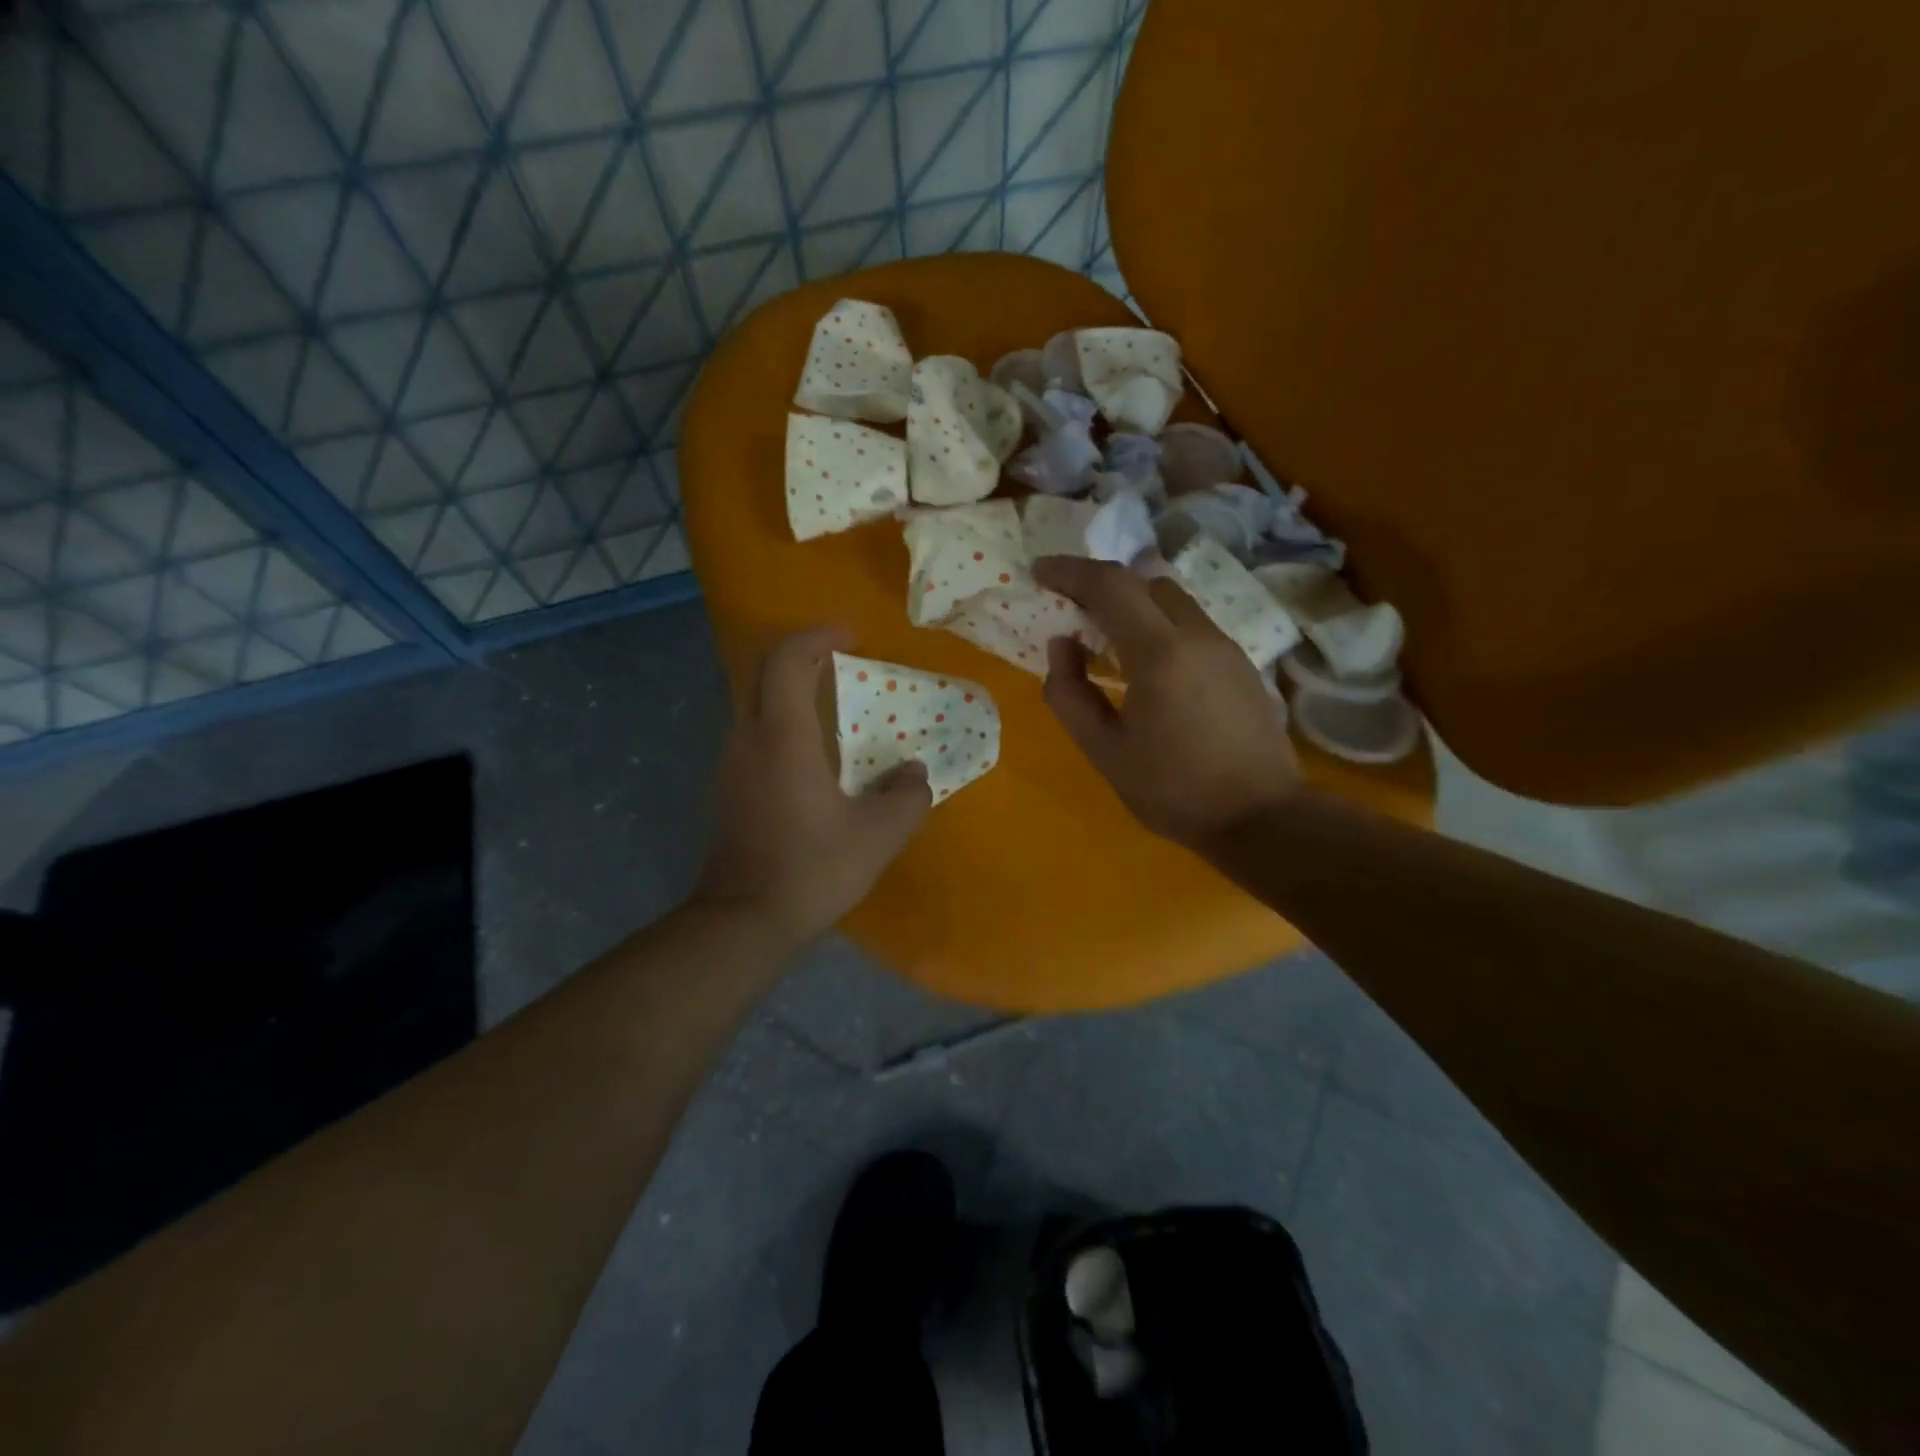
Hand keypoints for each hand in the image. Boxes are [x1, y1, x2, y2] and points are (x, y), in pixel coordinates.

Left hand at [695, 627, 931, 946]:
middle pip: (763, 674)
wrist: (744, 922)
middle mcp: (747, 740)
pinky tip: (812, 760)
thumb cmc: (812, 868)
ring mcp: (729, 766)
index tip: (850, 637)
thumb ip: (907, 796)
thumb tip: (914, 773)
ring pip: (755, 706)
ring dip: (790, 694)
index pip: (787, 659)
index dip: (817, 636)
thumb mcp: (879, 834)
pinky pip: (753, 738)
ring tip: (833, 710)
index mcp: (782, 737)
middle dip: (802, 657)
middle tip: (841, 663)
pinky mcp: (726, 792)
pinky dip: (782, 727)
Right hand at [1034, 556, 1299, 847]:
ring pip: (1173, 601)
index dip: (1070, 571)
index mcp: (1160, 653)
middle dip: (1102, 585)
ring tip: (1105, 638)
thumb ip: (1070, 694)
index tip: (1039, 572)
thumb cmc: (1174, 790)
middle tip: (1070, 608)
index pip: (1111, 585)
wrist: (1262, 818)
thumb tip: (1062, 645)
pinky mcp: (1242, 665)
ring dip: (1133, 605)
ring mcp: (1226, 647)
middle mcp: (1198, 635)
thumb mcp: (1104, 751)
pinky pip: (1192, 625)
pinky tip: (1147, 665)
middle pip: (1145, 582)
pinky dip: (1159, 625)